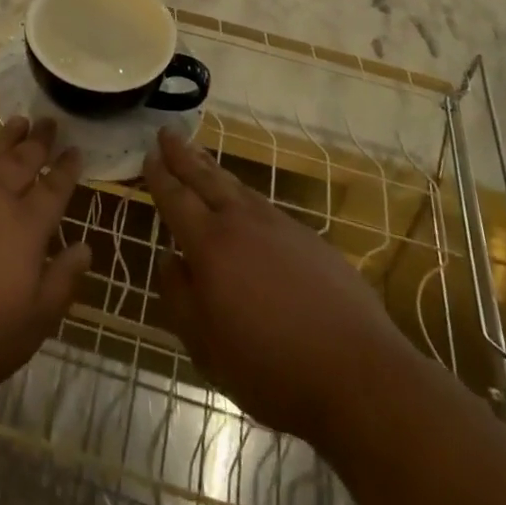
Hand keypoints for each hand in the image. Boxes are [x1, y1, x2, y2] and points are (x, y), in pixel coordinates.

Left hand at [0, 117, 90, 408]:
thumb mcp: (29, 327)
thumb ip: (61, 284)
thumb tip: (86, 248)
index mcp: (26, 227)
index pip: (54, 188)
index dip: (67, 168)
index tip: (76, 150)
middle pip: (24, 159)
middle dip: (40, 140)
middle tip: (50, 121)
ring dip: (8, 135)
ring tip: (20, 120)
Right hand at [144, 127, 412, 446]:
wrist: (357, 371)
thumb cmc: (271, 367)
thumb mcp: (207, 348)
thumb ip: (180, 298)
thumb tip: (168, 260)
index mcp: (210, 245)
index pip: (176, 199)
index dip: (160, 177)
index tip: (148, 155)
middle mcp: (242, 222)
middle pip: (206, 178)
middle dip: (183, 154)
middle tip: (167, 132)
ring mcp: (279, 225)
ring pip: (237, 187)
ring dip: (213, 169)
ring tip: (199, 157)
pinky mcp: (309, 238)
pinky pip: (264, 205)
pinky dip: (244, 195)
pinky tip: (245, 204)